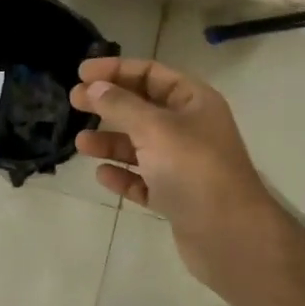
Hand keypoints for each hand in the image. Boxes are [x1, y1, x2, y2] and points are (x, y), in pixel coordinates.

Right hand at [70, 57, 290, 292]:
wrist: (229, 236)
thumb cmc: (193, 169)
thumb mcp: (154, 128)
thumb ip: (120, 105)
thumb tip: (94, 87)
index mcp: (194, 102)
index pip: (151, 73)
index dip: (116, 69)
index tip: (81, 73)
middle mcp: (191, 128)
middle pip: (143, 108)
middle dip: (109, 104)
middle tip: (74, 103)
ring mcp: (184, 165)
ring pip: (140, 146)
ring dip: (111, 142)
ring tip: (81, 144)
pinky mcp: (176, 197)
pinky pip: (143, 180)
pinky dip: (123, 176)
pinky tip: (102, 175)